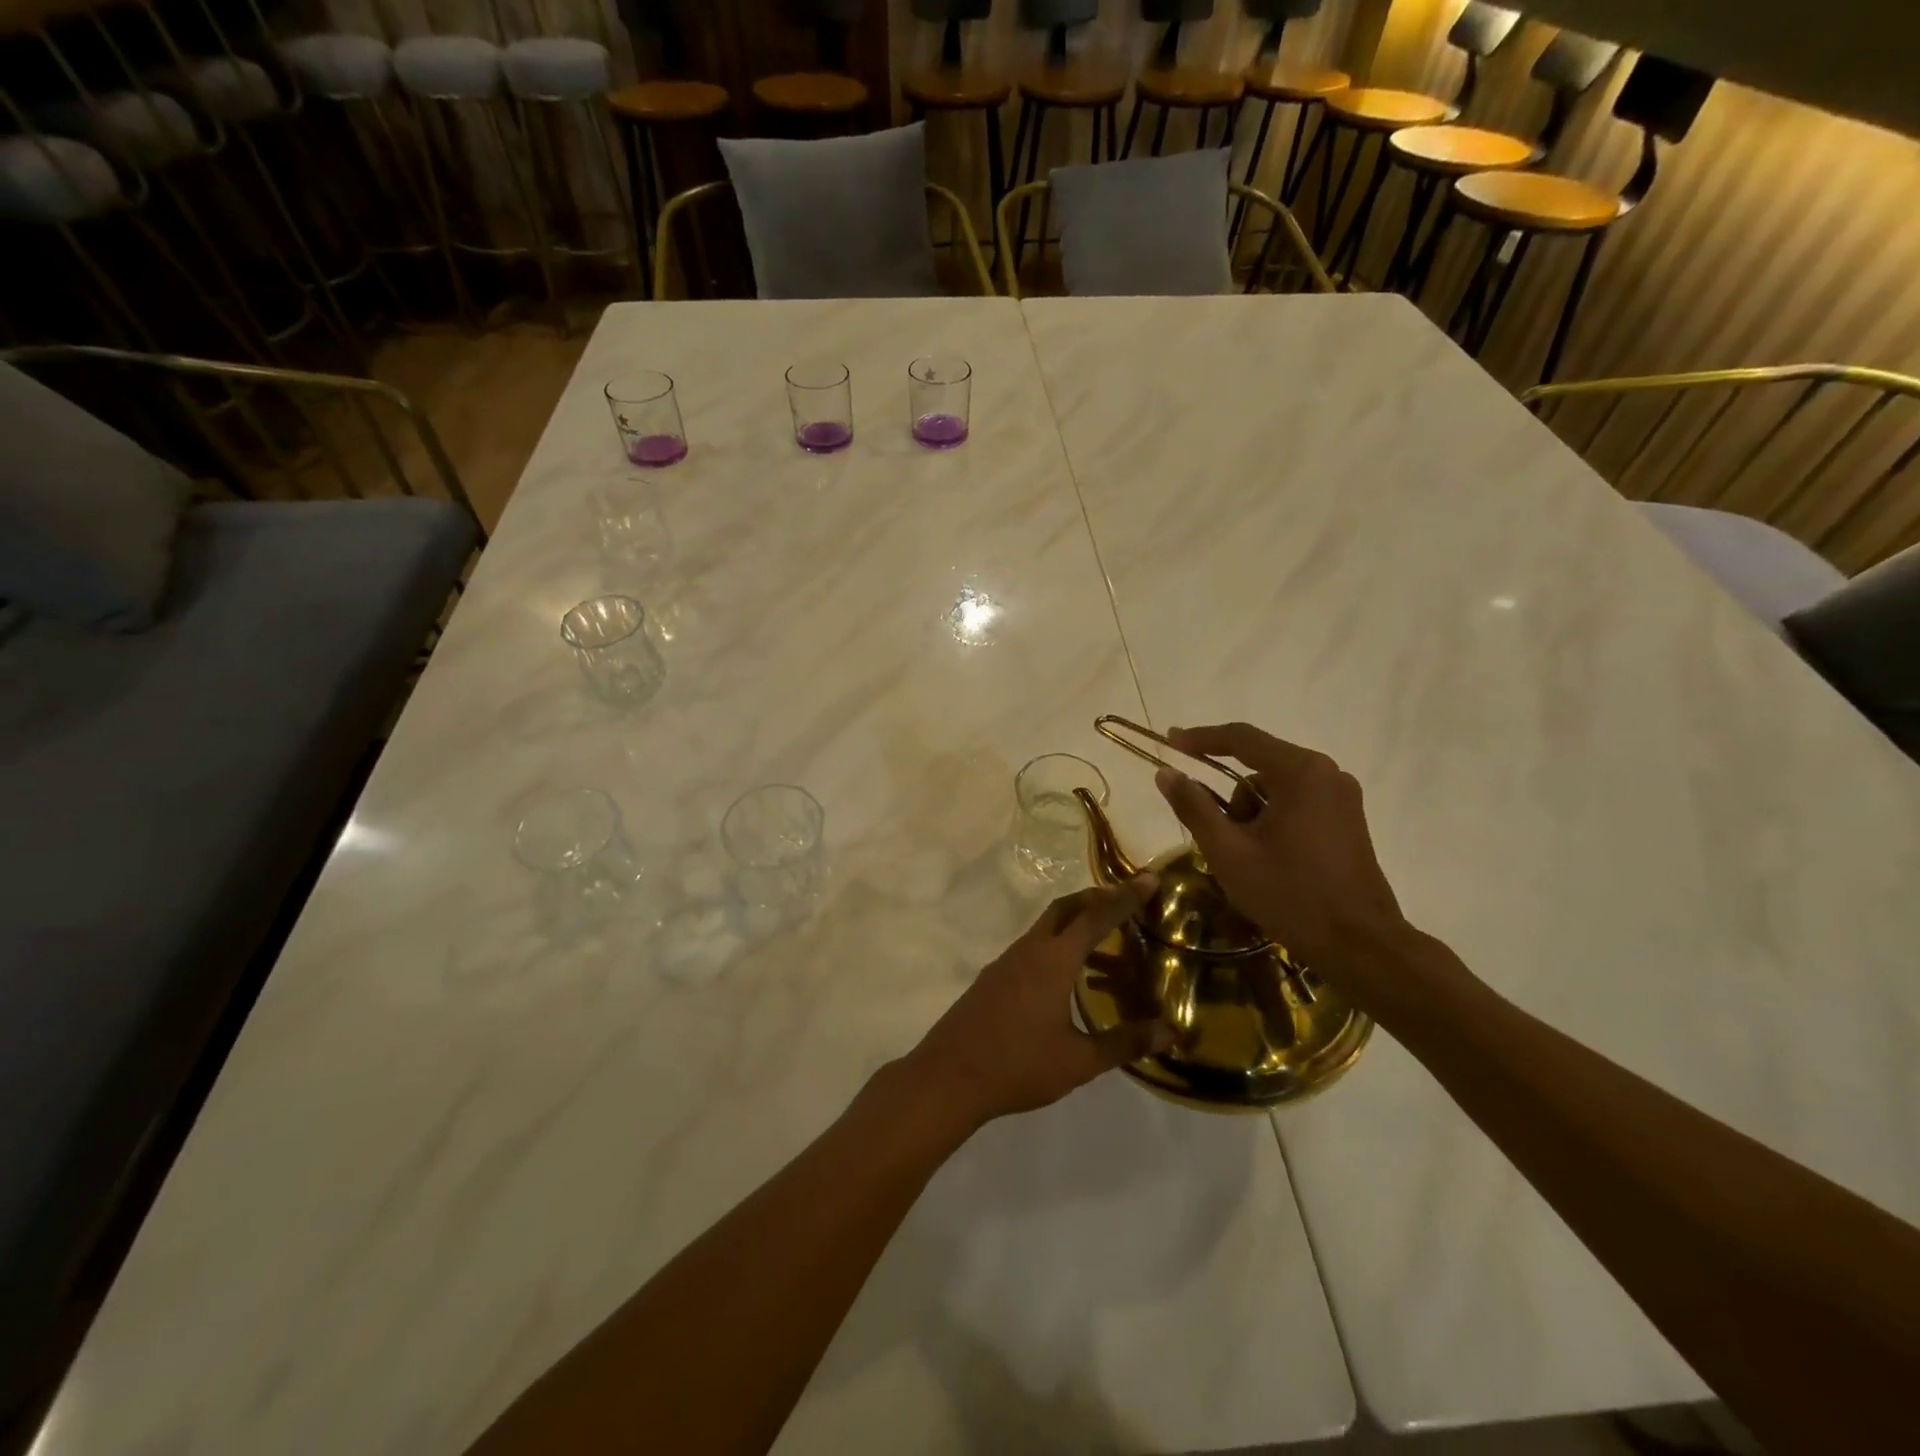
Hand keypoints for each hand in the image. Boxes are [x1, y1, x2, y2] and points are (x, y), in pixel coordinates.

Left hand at [901, 876, 1172, 1130]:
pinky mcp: (993, 977)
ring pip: (1046, 927)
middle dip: (1096, 897)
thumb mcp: (1079, 1061)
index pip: (1095, 917)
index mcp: (1053, 960)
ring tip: (1105, 941)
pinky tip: (1067, 977)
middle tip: (1126, 899)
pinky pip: (1032, 947)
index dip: (1125, 897)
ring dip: (1075, 923)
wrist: (950, 1076)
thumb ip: (1125, 1042)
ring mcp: (1006, 962)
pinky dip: (1056, 946)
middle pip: (1065, 908)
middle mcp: (1029, 950)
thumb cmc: (1018, 1065)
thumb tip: (1171, 1031)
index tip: (1148, 878)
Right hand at [1154, 723, 1411, 1001]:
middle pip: (1259, 766)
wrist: (1360, 945)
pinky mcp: (1348, 820)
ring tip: (1247, 860)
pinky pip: (1297, 804)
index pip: (1241, 738)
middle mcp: (1327, 773)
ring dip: (1252, 814)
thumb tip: (1166, 773)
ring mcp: (1342, 797)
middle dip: (1230, 798)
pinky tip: (1269, 860)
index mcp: (1300, 772)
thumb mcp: (1228, 852)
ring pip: (1276, 789)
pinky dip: (1273, 822)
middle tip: (1215, 838)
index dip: (1200, 738)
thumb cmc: (1290, 894)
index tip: (1169, 742)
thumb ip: (1193, 807)